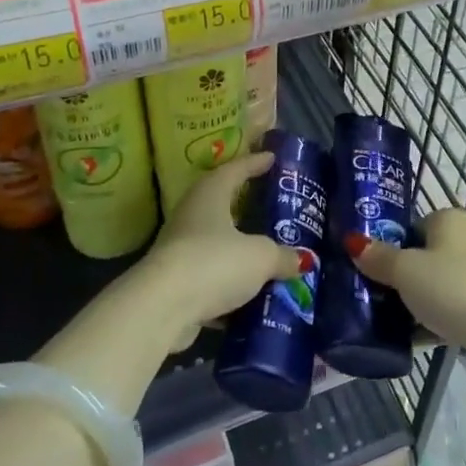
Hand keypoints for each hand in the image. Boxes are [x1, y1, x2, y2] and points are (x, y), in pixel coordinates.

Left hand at [136, 151, 305, 343]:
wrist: (162, 308)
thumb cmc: (214, 263)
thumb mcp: (260, 257)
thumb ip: (283, 256)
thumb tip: (303, 260)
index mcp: (210, 195)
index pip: (234, 170)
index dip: (254, 162)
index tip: (272, 157)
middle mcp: (191, 215)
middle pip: (221, 203)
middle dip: (244, 203)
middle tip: (269, 201)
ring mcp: (180, 249)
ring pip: (214, 242)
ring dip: (236, 247)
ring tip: (265, 251)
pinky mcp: (175, 282)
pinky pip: (209, 276)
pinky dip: (228, 283)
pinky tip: (249, 294)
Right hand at [348, 209, 465, 376]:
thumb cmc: (452, 287)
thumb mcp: (406, 270)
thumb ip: (378, 257)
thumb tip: (352, 242)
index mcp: (447, 220)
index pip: (408, 226)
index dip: (385, 245)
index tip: (363, 268)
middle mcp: (463, 241)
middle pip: (418, 256)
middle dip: (394, 277)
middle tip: (365, 295)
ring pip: (430, 285)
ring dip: (409, 301)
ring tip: (378, 319)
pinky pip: (443, 309)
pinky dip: (426, 320)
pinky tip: (404, 338)